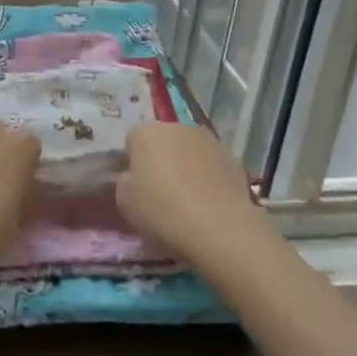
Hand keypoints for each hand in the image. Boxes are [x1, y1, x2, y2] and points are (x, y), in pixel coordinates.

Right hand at [117, 122, 274, 273]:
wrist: (220, 228)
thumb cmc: (163, 211)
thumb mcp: (125, 202)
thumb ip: (124, 182)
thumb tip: (132, 178)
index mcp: (147, 132)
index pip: (132, 141)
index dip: (132, 164)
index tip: (136, 188)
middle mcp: (178, 127)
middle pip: (163, 142)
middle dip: (160, 161)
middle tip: (159, 194)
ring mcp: (209, 140)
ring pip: (189, 151)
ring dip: (186, 167)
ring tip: (187, 201)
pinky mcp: (232, 158)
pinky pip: (211, 165)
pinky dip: (208, 178)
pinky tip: (208, 204)